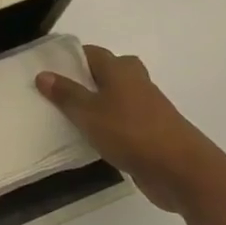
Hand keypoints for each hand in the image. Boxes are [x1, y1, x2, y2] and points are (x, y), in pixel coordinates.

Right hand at [37, 45, 225, 214]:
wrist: (182, 171)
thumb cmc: (131, 133)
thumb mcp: (88, 113)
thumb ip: (65, 94)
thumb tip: (43, 74)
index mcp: (120, 69)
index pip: (91, 53)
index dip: (70, 57)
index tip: (47, 67)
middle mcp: (135, 83)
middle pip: (107, 72)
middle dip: (86, 78)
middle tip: (60, 91)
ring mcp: (147, 109)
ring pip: (116, 97)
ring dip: (97, 104)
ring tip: (68, 115)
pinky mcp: (152, 133)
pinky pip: (123, 121)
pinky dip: (109, 125)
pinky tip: (92, 138)